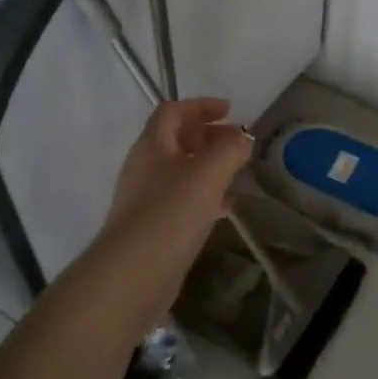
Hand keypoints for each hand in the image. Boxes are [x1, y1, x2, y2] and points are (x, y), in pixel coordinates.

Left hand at [96, 99, 252, 314]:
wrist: (134, 272)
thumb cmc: (171, 212)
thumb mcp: (208, 173)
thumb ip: (229, 149)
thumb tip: (243, 135)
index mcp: (153, 145)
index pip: (173, 111)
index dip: (200, 106)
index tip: (229, 110)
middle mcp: (145, 167)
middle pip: (176, 140)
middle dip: (207, 135)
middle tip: (236, 142)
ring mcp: (146, 198)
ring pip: (181, 171)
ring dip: (208, 166)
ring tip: (236, 173)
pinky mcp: (154, 226)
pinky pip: (182, 200)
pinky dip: (204, 196)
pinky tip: (224, 209)